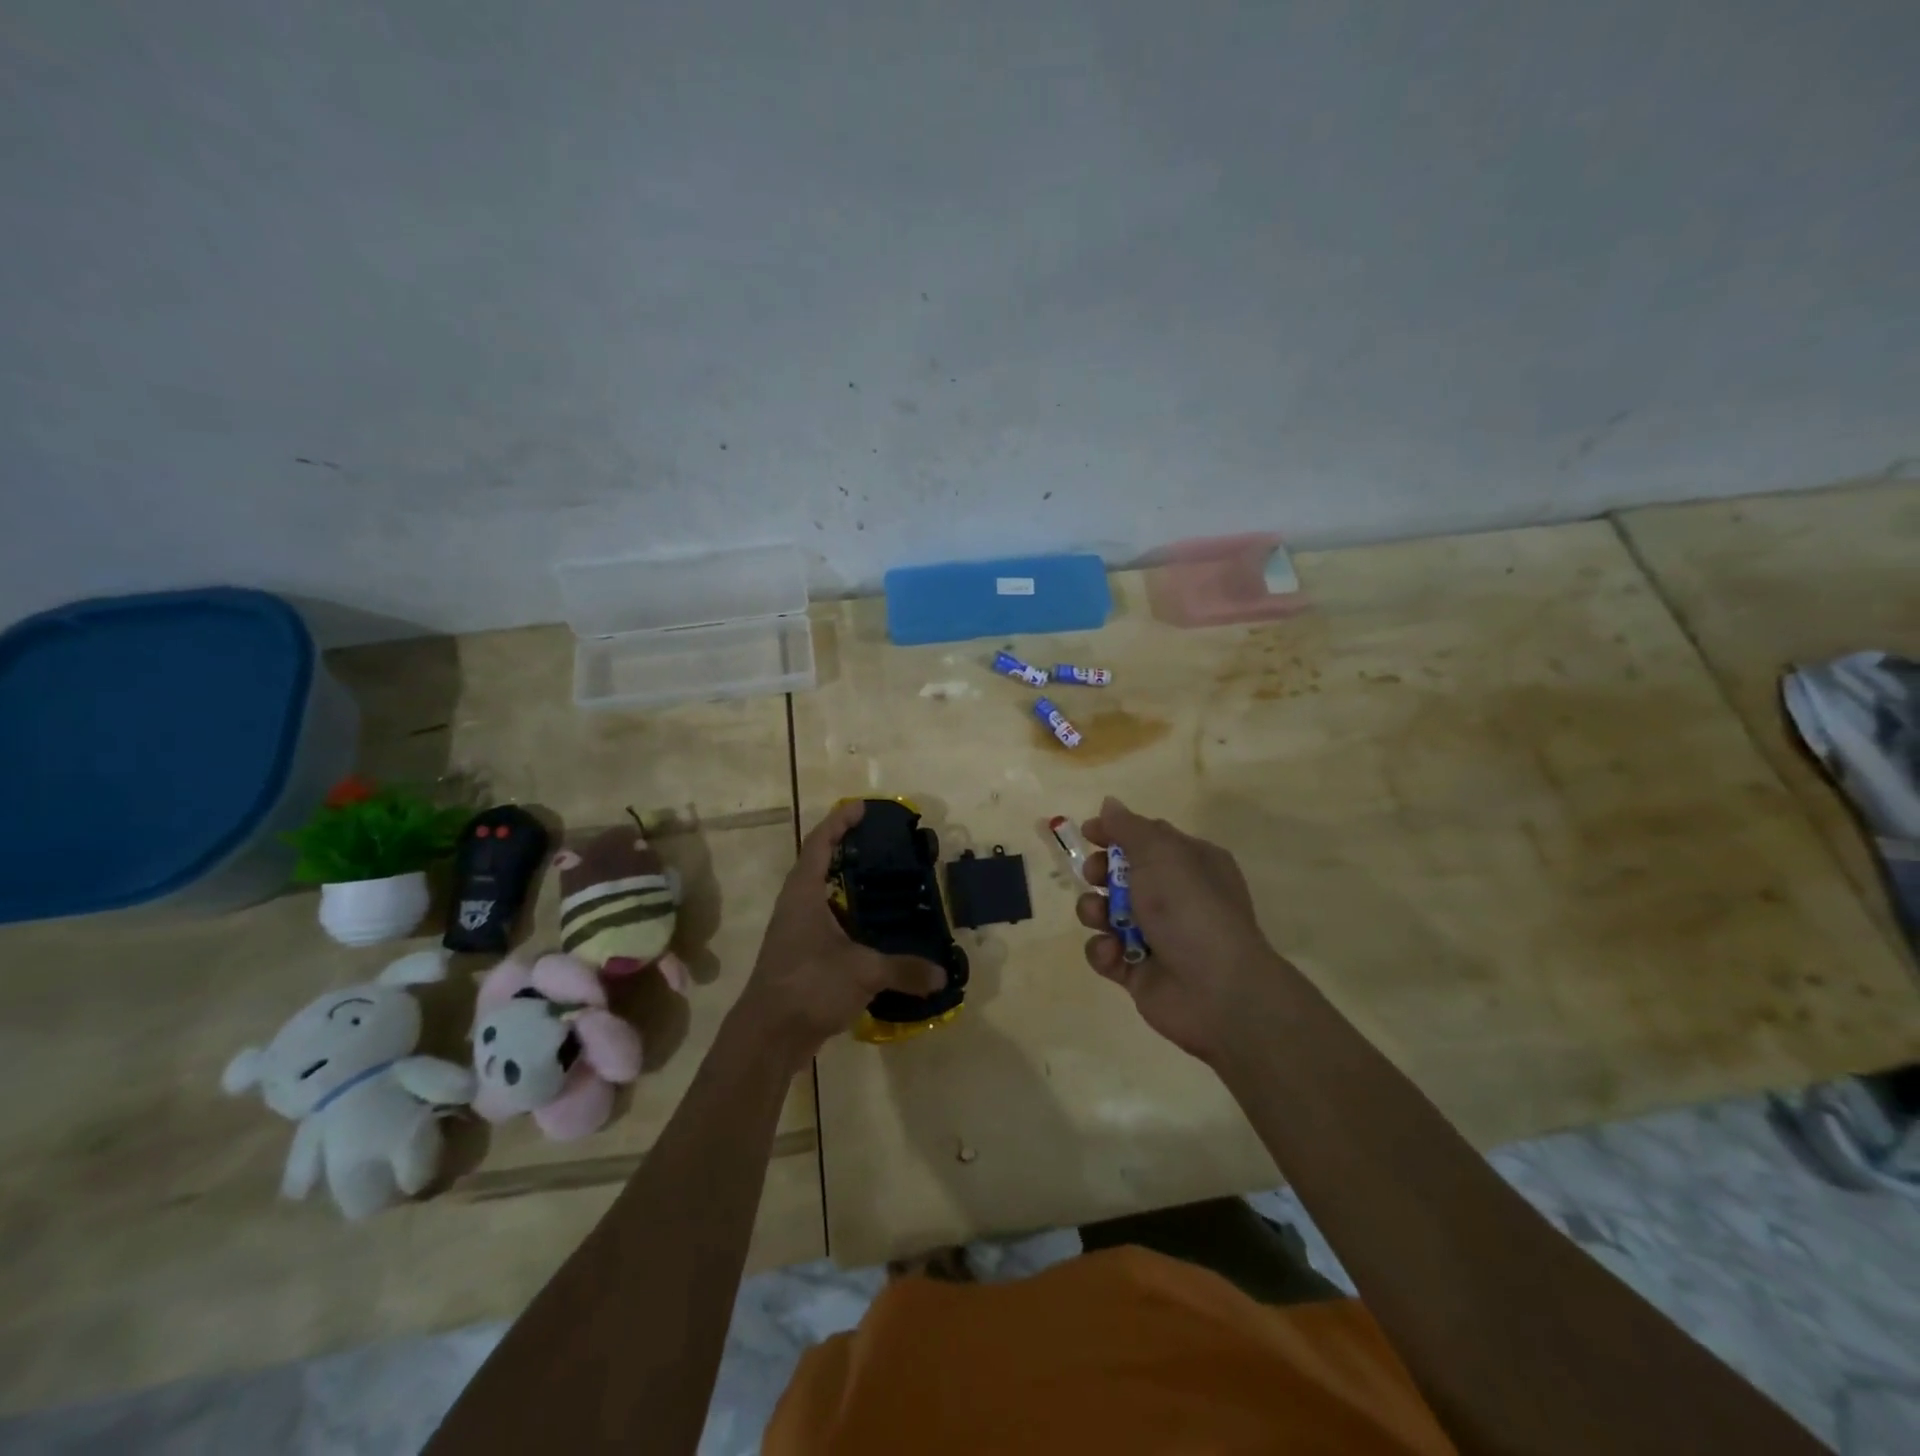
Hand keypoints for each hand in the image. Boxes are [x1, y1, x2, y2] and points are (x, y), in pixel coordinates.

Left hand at [736, 800, 945, 1064]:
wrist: (768, 1037)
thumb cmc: (809, 986)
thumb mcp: (863, 972)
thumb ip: (905, 969)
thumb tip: (942, 974)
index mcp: (804, 894)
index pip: (820, 843)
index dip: (839, 821)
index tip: (862, 807)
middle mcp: (796, 906)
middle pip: (820, 865)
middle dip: (848, 851)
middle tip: (883, 846)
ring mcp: (795, 932)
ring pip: (823, 897)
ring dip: (848, 887)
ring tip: (885, 884)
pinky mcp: (800, 957)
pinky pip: (828, 924)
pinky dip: (850, 918)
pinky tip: (875, 931)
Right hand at [1076, 796, 1297, 1062]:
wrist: (1217, 990)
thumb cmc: (1190, 908)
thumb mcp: (1160, 853)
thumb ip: (1128, 827)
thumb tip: (1110, 804)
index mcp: (1190, 863)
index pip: (1146, 838)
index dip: (1114, 833)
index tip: (1087, 833)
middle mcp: (1175, 896)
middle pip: (1121, 874)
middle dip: (1099, 871)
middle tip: (1095, 875)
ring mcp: (1155, 935)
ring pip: (1106, 912)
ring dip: (1094, 911)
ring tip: (1101, 918)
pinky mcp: (1137, 970)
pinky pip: (1106, 952)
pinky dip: (1103, 950)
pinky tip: (1113, 953)